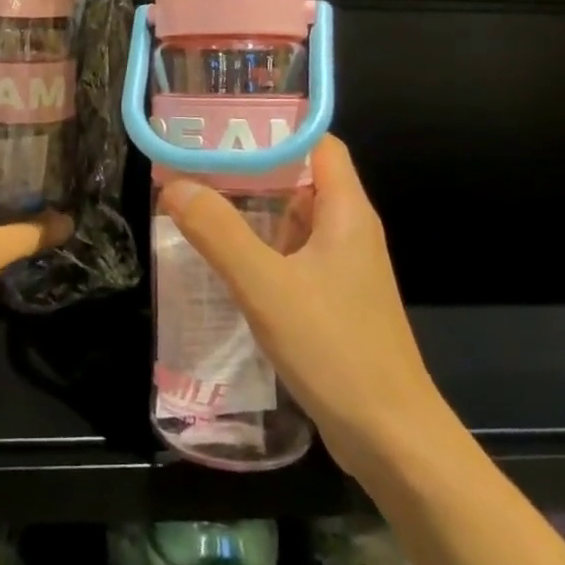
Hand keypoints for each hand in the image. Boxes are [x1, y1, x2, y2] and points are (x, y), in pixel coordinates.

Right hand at [159, 136, 439, 475]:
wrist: (391, 439)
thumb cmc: (335, 349)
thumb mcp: (267, 286)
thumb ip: (219, 233)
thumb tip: (173, 185)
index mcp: (346, 211)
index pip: (316, 143)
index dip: (273, 127)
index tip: (223, 124)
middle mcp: (347, 231)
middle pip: (297, 178)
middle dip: (247, 167)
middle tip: (192, 162)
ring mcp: (340, 269)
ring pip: (290, 220)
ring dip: (247, 210)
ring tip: (194, 201)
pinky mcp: (330, 301)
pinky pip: (288, 257)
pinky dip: (255, 248)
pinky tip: (217, 259)